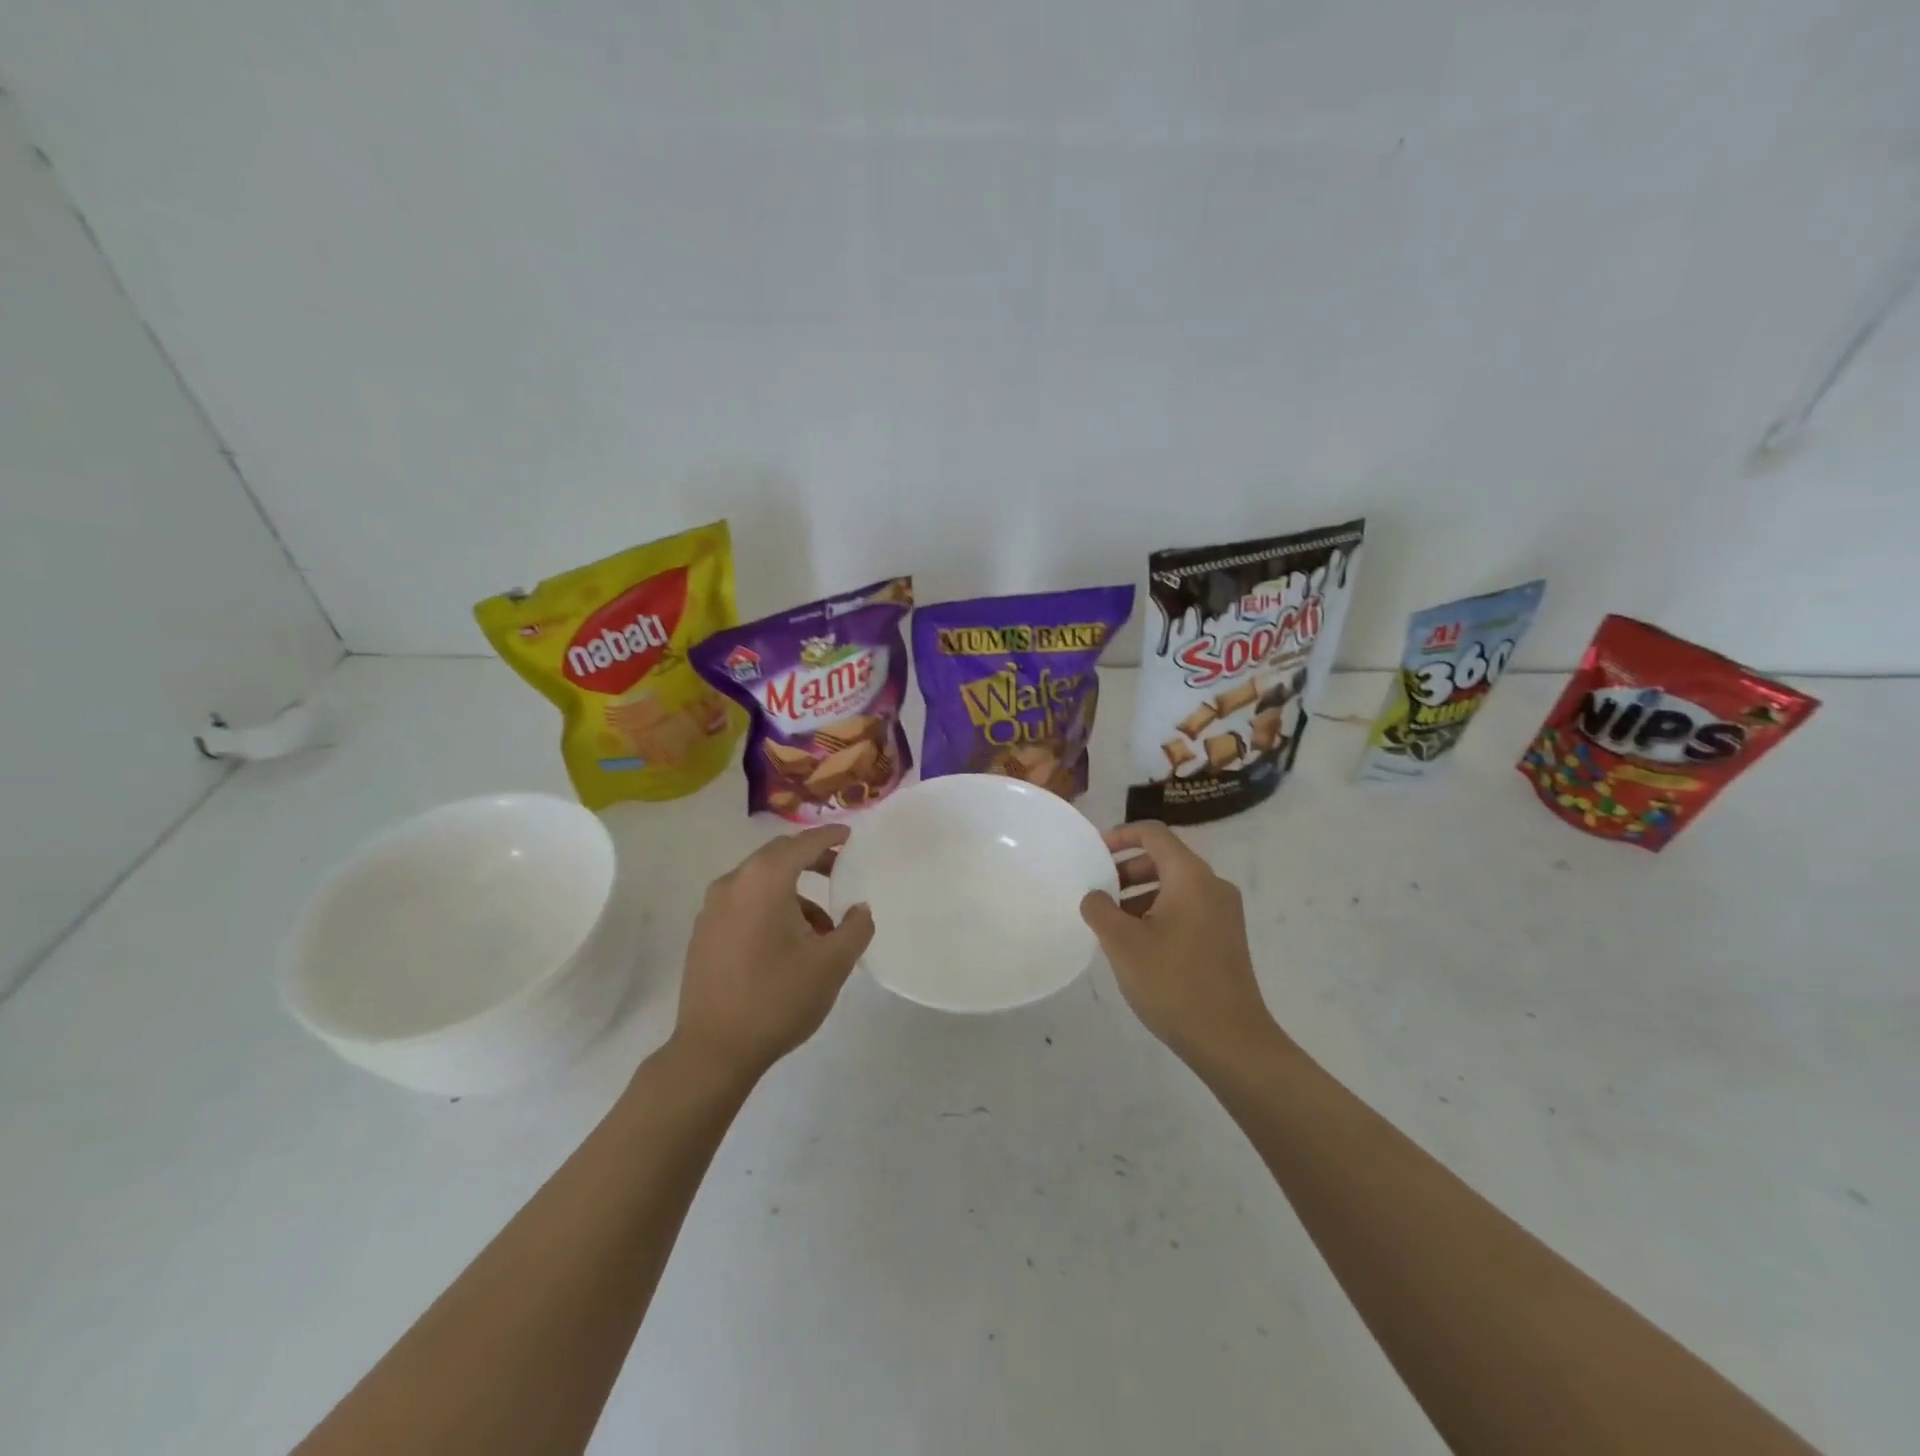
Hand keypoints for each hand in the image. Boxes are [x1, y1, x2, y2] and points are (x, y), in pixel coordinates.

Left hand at [672, 825, 874, 1077]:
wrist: (714, 1050)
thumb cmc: (778, 997)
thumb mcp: (832, 963)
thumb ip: (856, 927)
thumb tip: (859, 909)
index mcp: (764, 880)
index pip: (803, 843)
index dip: (830, 836)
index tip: (850, 835)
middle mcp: (733, 883)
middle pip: (777, 857)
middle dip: (811, 860)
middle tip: (840, 870)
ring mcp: (711, 909)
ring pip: (760, 884)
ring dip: (793, 893)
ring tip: (822, 928)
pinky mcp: (703, 935)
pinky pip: (743, 904)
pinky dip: (770, 908)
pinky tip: (788, 944)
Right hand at [1080, 821, 1278, 1065]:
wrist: (1232, 1041)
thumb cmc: (1173, 983)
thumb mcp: (1122, 943)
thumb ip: (1100, 909)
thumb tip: (1095, 895)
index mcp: (1191, 877)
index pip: (1153, 834)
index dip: (1121, 836)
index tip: (1094, 854)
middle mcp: (1213, 886)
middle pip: (1165, 859)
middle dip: (1127, 870)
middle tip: (1098, 893)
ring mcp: (1224, 913)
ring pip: (1175, 886)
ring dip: (1140, 895)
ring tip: (1112, 925)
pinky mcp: (1226, 938)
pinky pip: (1187, 909)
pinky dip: (1159, 913)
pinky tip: (1139, 946)